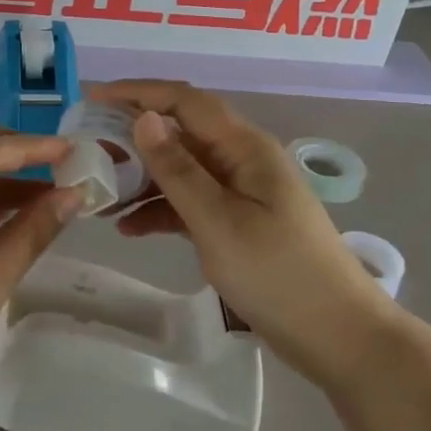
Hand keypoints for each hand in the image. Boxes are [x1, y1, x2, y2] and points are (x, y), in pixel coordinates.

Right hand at [94, 81, 388, 389]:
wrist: (341, 338)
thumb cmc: (280, 275)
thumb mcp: (219, 222)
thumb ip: (177, 170)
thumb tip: (144, 117)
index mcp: (244, 147)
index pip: (185, 100)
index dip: (138, 92)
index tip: (92, 99)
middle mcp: (242, 159)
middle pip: (181, 131)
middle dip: (134, 135)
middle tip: (89, 150)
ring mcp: (242, 192)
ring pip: (183, 169)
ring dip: (143, 176)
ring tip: (101, 192)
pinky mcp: (239, 222)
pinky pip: (192, 201)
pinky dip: (161, 208)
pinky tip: (130, 227)